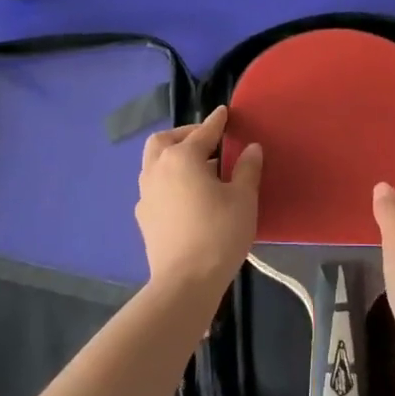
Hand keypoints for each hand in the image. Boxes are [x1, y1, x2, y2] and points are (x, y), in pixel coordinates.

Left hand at [135, 106, 261, 295]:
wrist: (185, 282)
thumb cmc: (219, 233)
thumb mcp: (243, 199)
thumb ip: (247, 169)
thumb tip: (251, 148)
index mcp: (182, 158)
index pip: (203, 132)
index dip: (217, 121)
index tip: (224, 113)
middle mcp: (158, 169)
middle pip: (165, 141)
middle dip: (184, 135)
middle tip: (206, 141)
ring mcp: (146, 194)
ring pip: (154, 163)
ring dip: (173, 157)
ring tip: (198, 169)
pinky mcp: (143, 217)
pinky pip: (154, 187)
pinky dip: (168, 180)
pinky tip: (185, 196)